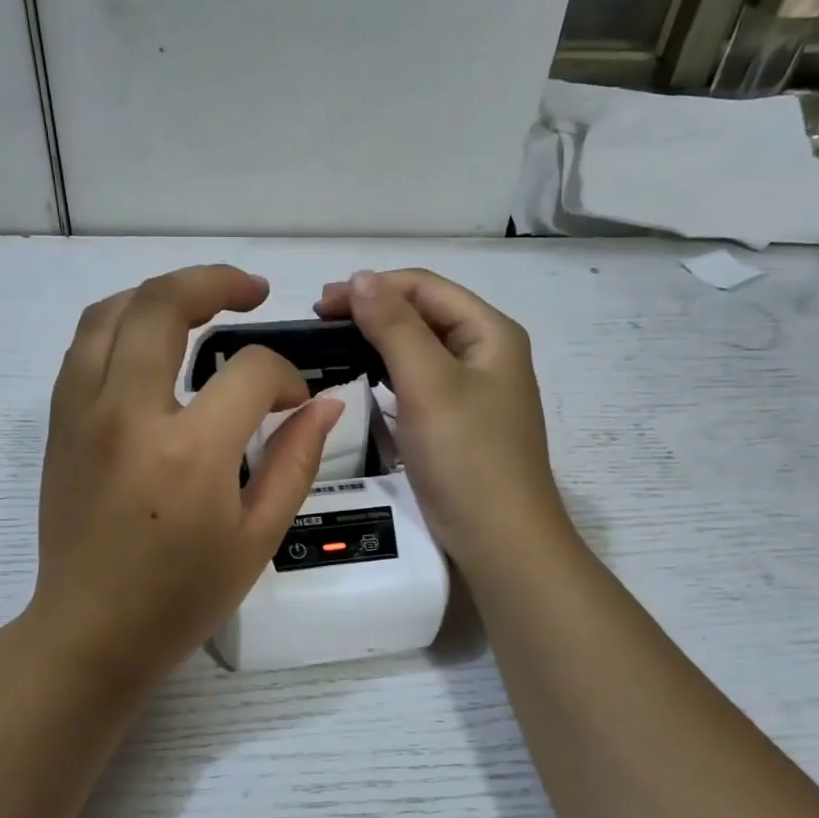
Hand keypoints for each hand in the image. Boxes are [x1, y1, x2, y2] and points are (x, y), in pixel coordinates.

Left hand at [31, 265, 343, 693]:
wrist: (91, 632)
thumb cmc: (182, 596)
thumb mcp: (258, 537)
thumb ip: (296, 461)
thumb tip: (325, 402)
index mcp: (189, 451)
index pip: (249, 372)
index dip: (284, 376)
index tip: (294, 400)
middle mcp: (127, 414)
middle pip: (163, 305)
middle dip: (215, 282)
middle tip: (251, 289)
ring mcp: (83, 414)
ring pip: (111, 313)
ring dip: (159, 293)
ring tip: (198, 301)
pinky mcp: (60, 424)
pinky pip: (85, 346)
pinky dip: (122, 324)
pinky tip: (151, 341)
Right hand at [315, 269, 565, 573]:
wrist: (500, 539)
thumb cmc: (467, 456)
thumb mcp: (429, 384)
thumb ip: (395, 327)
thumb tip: (361, 278)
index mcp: (490, 333)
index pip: (425, 288)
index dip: (373, 287)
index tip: (321, 304)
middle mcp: (486, 353)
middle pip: (424, 314)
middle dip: (372, 311)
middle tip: (319, 323)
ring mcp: (474, 390)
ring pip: (420, 348)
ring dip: (378, 341)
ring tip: (333, 346)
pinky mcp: (458, 422)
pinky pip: (419, 382)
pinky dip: (388, 374)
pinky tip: (363, 380)